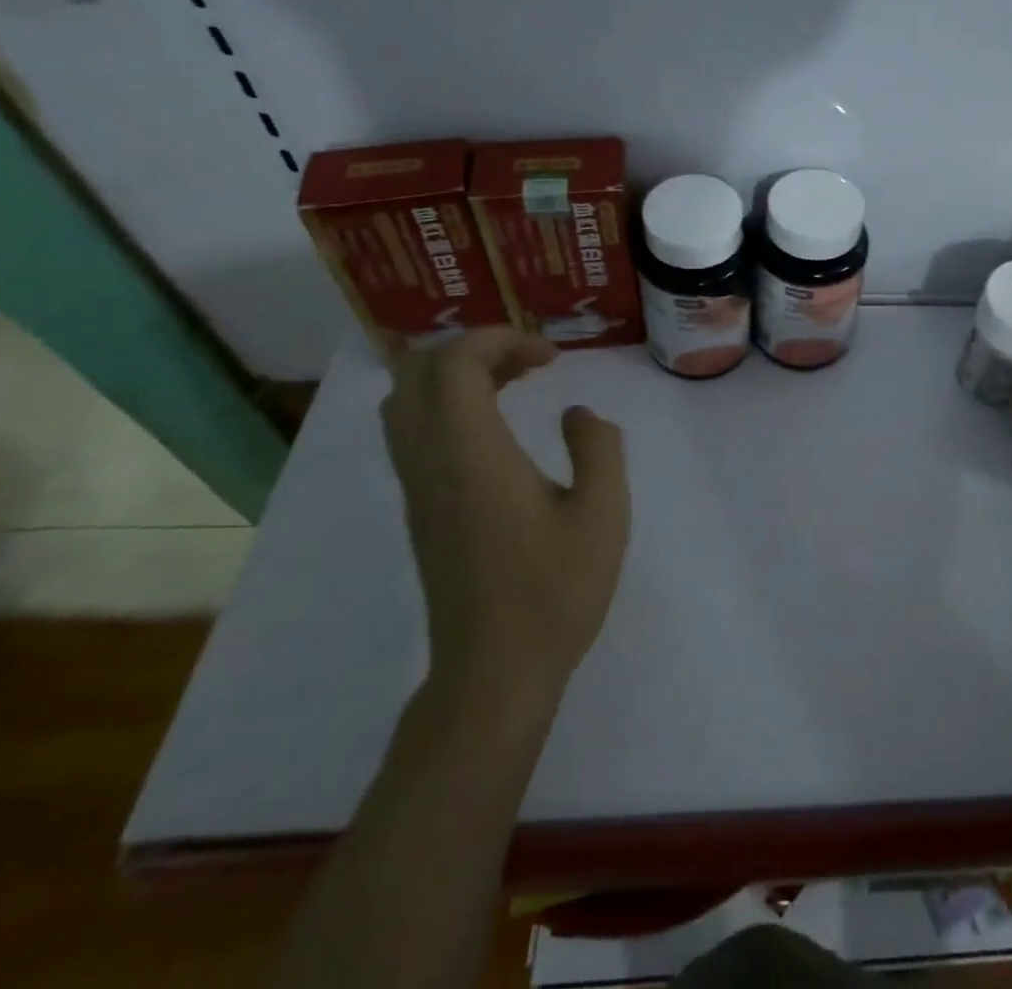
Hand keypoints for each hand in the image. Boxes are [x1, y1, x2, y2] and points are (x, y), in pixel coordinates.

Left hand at [382, 329, 629, 712]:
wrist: (494, 672)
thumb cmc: (554, 592)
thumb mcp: (603, 514)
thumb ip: (599, 448)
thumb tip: (577, 414)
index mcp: (472, 456)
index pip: (455, 363)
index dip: (501, 339)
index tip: (552, 357)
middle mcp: (431, 462)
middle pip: (419, 371)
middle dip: (475, 348)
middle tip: (531, 363)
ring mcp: (418, 487)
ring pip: (408, 400)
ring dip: (457, 375)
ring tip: (514, 383)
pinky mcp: (420, 509)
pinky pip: (414, 431)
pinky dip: (448, 405)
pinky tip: (496, 426)